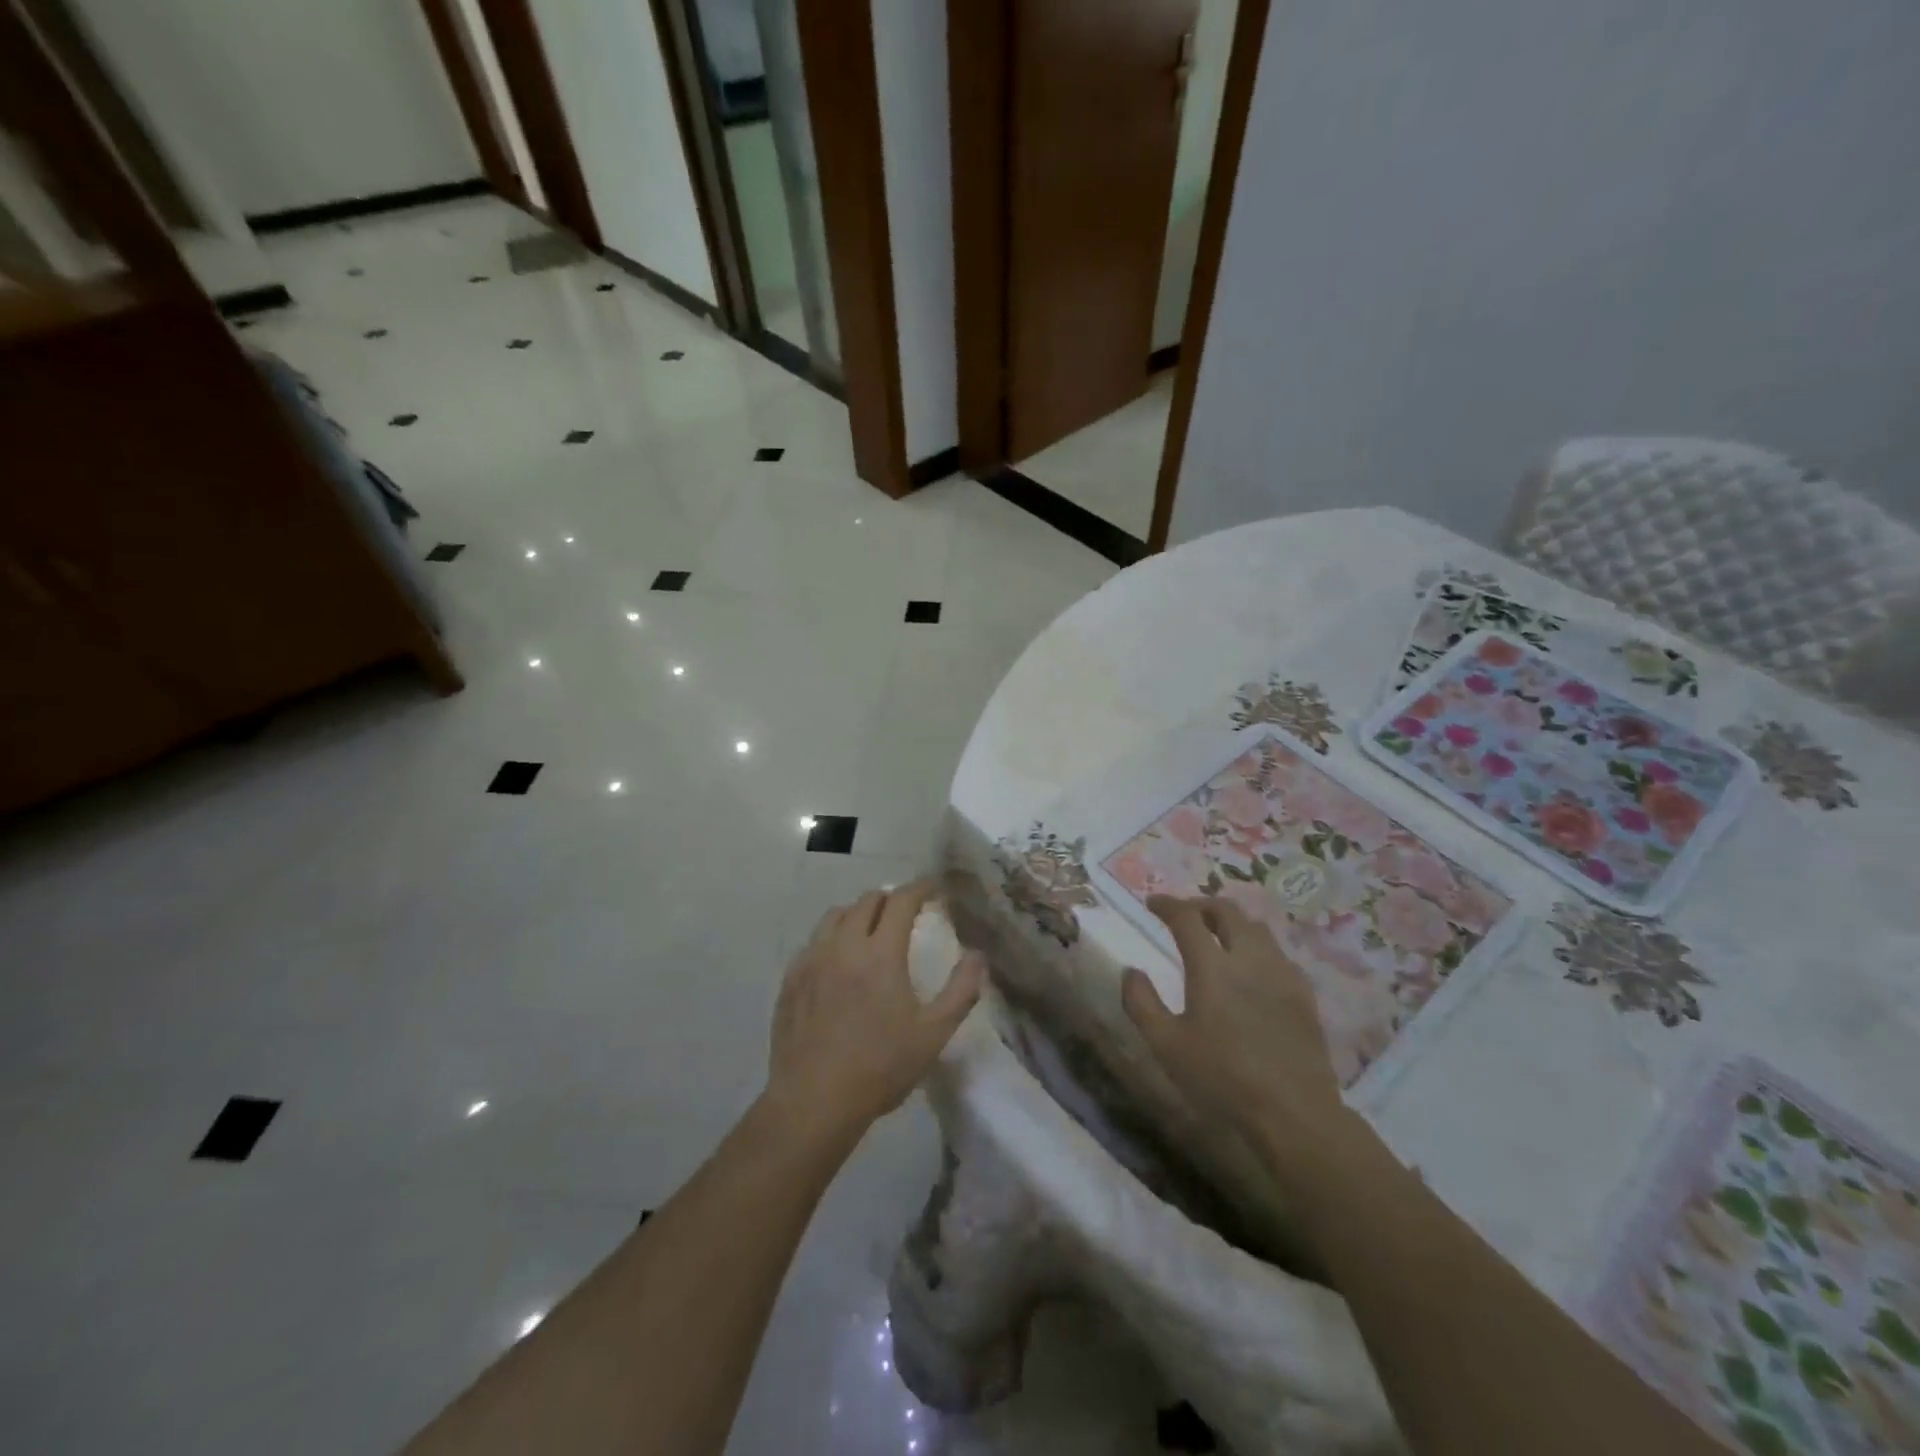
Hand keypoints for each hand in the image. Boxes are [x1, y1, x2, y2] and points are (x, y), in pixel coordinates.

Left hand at [765, 882, 985, 1144]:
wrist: (814, 1101)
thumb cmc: (880, 1067)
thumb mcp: (933, 1034)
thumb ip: (961, 991)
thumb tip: (978, 956)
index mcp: (881, 953)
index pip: (901, 901)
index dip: (920, 888)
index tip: (932, 888)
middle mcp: (844, 946)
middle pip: (867, 901)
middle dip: (890, 899)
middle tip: (905, 912)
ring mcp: (812, 960)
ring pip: (835, 916)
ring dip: (858, 913)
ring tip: (870, 930)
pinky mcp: (791, 979)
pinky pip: (813, 942)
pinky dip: (831, 938)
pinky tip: (837, 961)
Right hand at [1122, 896, 1347, 1161]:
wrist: (1293, 1112)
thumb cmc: (1222, 1078)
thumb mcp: (1166, 1045)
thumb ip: (1141, 1003)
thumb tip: (1131, 971)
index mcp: (1211, 966)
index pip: (1186, 917)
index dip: (1167, 904)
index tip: (1152, 903)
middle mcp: (1248, 957)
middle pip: (1227, 911)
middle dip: (1201, 905)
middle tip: (1185, 915)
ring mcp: (1281, 973)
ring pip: (1256, 927)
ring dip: (1232, 922)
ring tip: (1217, 935)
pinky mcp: (1304, 993)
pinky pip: (1277, 953)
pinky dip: (1257, 946)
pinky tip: (1252, 968)